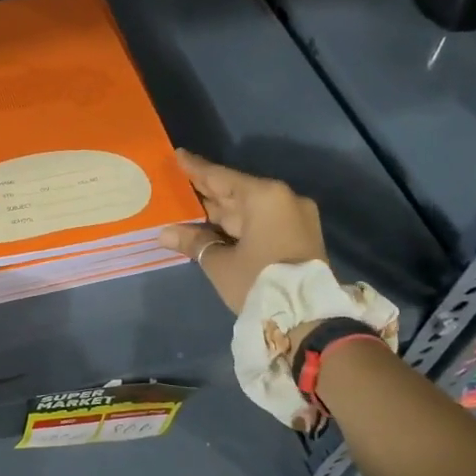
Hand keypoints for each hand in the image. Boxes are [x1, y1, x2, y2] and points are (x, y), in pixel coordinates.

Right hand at [157, 149, 325, 313]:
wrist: (309, 320)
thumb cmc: (259, 282)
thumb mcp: (220, 263)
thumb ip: (194, 242)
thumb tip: (166, 233)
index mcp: (265, 197)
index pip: (221, 177)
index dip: (196, 169)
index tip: (177, 155)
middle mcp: (283, 199)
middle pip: (236, 192)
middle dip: (206, 192)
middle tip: (176, 184)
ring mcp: (295, 218)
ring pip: (248, 210)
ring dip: (219, 212)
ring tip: (187, 207)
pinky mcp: (299, 237)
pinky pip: (260, 222)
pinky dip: (236, 225)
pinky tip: (211, 227)